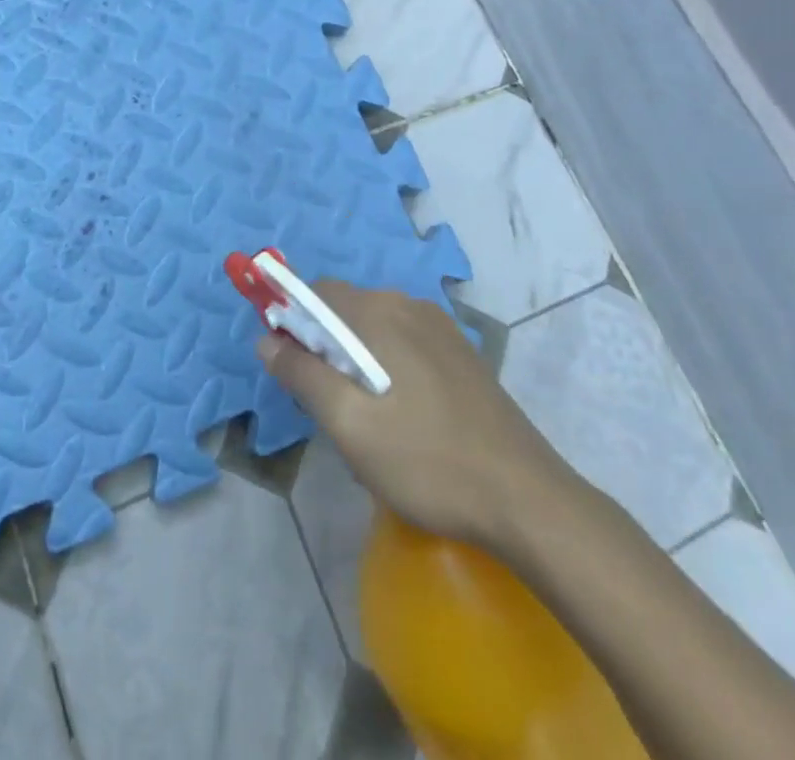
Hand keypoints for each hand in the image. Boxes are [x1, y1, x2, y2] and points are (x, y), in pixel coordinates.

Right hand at [260, 283, 578, 557]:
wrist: (527, 500)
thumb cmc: (427, 461)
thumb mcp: (349, 424)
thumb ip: (302, 374)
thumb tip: (267, 339)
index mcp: (380, 313)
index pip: (316, 293)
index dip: (292, 323)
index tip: (291, 370)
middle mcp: (409, 306)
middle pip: (346, 310)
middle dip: (325, 347)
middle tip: (330, 406)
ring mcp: (441, 329)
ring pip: (375, 329)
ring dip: (356, 360)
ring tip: (367, 420)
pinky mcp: (461, 353)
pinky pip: (405, 343)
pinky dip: (388, 367)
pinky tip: (404, 419)